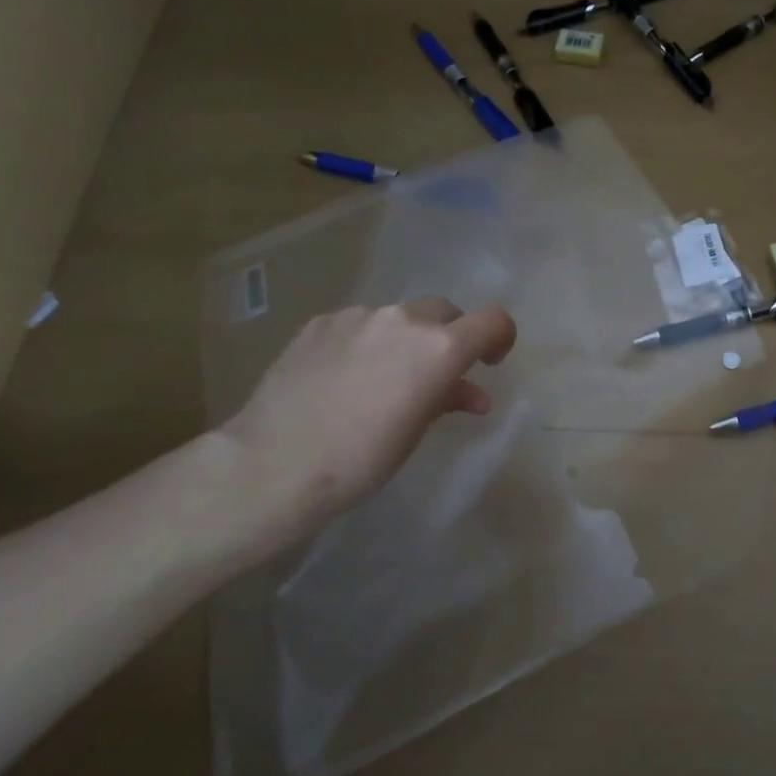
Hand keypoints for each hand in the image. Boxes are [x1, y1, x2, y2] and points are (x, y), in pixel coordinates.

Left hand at [212, 298, 516, 557]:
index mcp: (438, 348)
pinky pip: (359, 325)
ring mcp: (357, 316)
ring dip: (404, 341)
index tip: (489, 363)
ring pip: (398, 319)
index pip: (492, 321)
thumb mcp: (415, 431)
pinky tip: (344, 378)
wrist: (275, 462)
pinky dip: (366, 344)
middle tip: (436, 376)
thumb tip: (470, 394)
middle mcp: (403, 320)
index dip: (500, 337)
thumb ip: (447, 399)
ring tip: (383, 381)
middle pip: (444, 313)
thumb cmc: (361, 459)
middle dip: (449, 338)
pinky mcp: (320, 323)